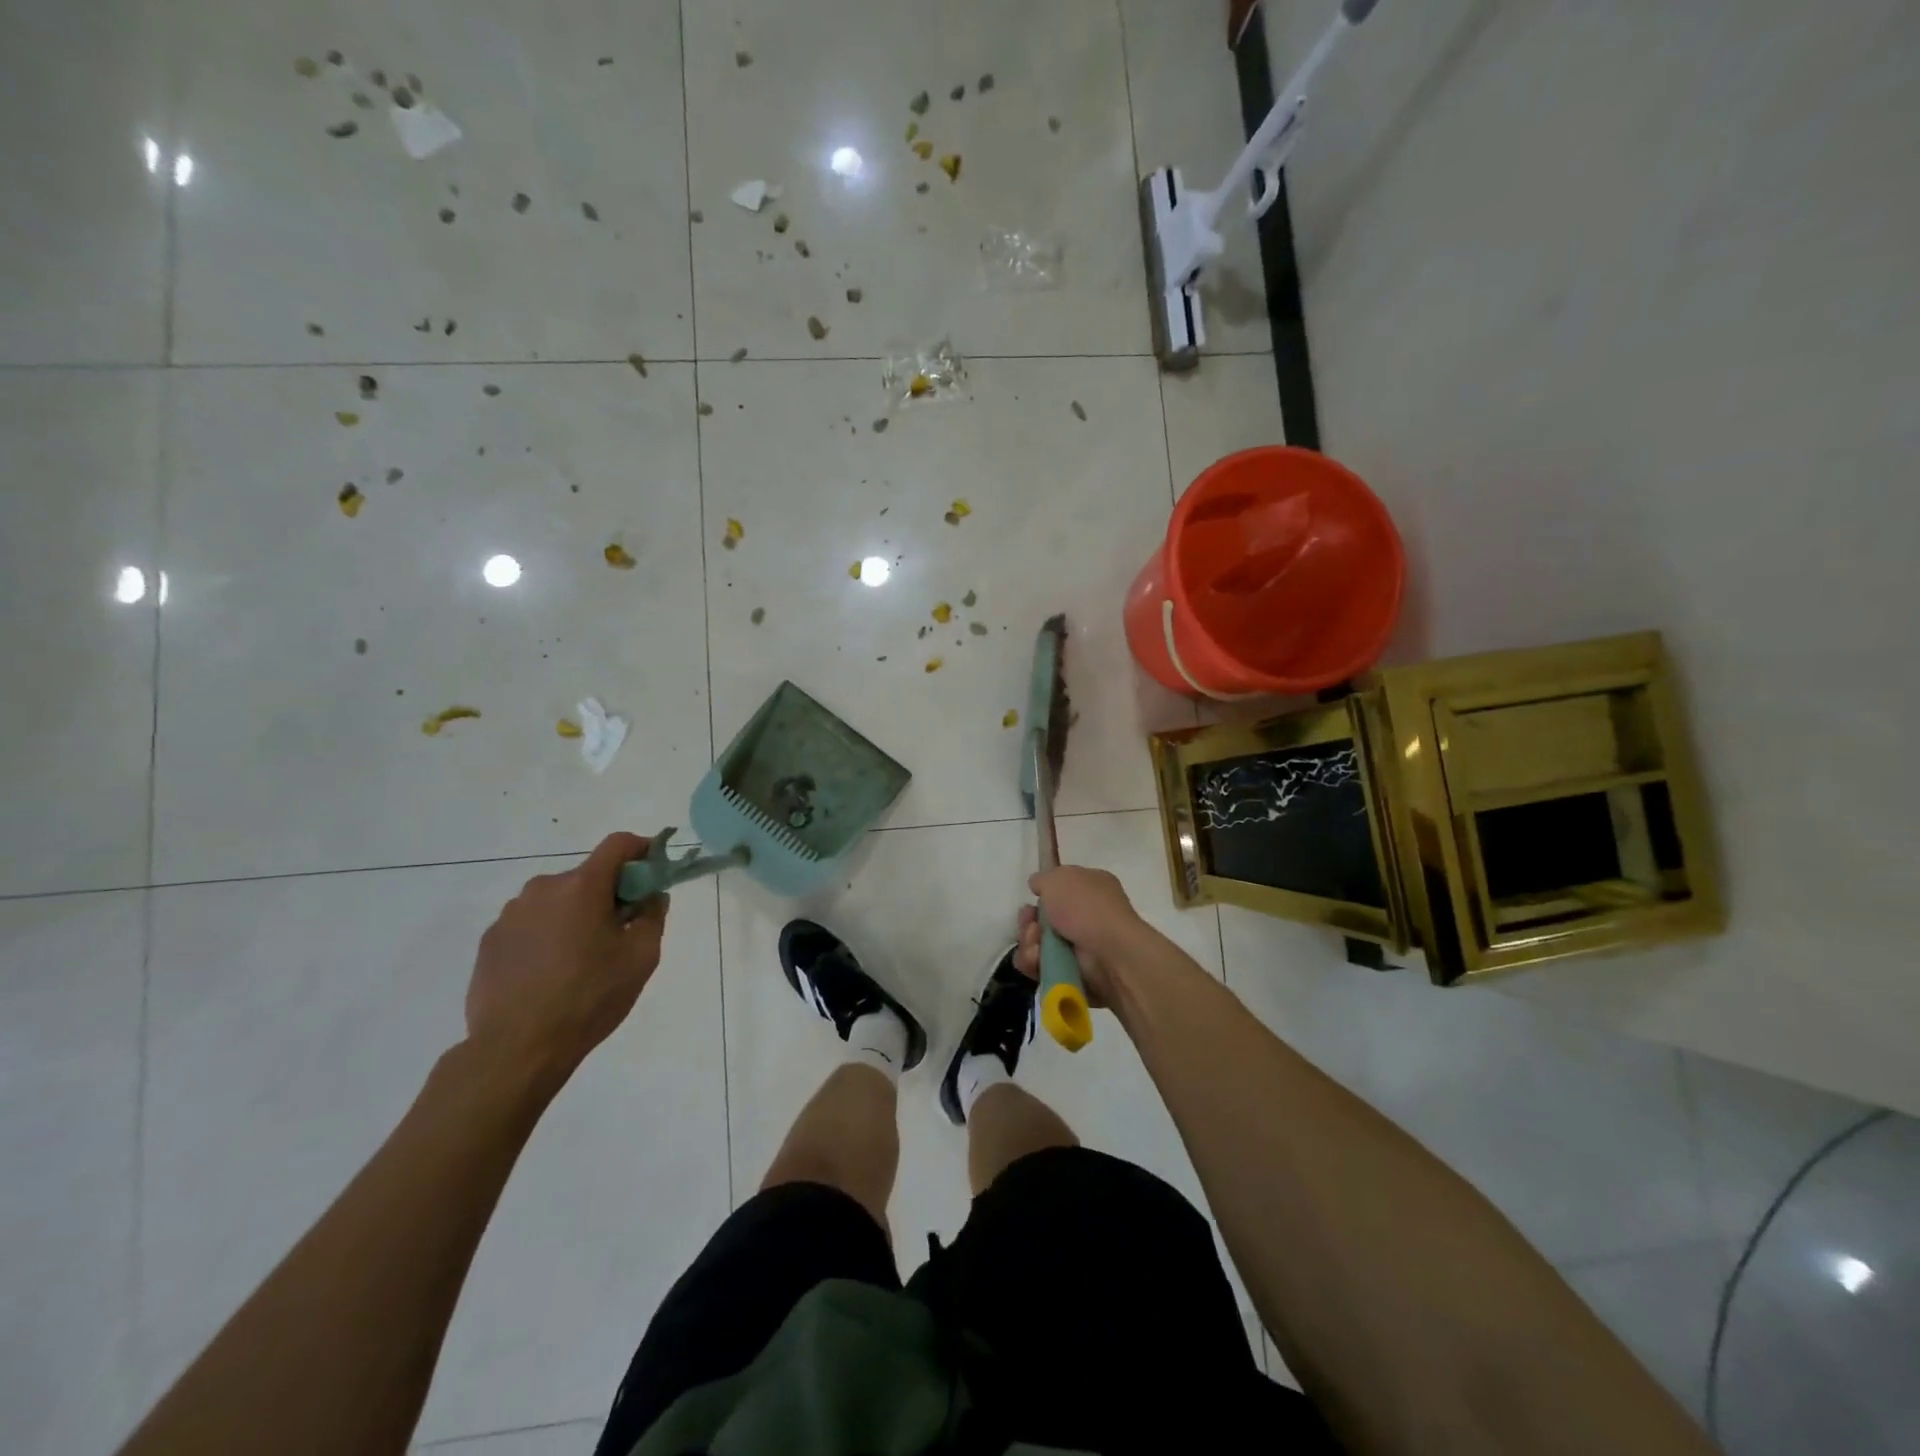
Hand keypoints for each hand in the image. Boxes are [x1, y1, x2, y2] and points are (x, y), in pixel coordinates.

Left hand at [466, 832, 668, 1082]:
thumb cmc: (589, 998)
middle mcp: (542, 889)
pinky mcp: (490, 941)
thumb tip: (651, 895)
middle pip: (587, 877)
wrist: (516, 1049)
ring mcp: (510, 914)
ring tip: (580, 960)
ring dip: (575, 916)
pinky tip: (550, 974)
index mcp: (582, 886)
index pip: (618, 844)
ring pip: (556, 901)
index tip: (653, 871)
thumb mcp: (641, 957)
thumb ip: (653, 916)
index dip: (642, 850)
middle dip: (608, 895)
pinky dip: (547, 936)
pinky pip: (530, 925)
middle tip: (620, 932)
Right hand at [1014, 865, 1147, 1004]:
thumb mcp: (1059, 878)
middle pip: (1044, 920)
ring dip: (1030, 943)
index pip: (1060, 890)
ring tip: (1035, 947)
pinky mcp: (1073, 975)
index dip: (1043, 894)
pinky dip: (1034, 964)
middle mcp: (1087, 917)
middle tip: (1031, 926)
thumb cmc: (1086, 908)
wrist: (1110, 953)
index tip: (1032, 897)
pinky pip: (1042, 968)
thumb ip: (1043, 879)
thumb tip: (1037, 885)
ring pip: (1039, 945)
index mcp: (1091, 888)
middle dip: (1030, 922)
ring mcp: (1081, 948)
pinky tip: (1037, 960)